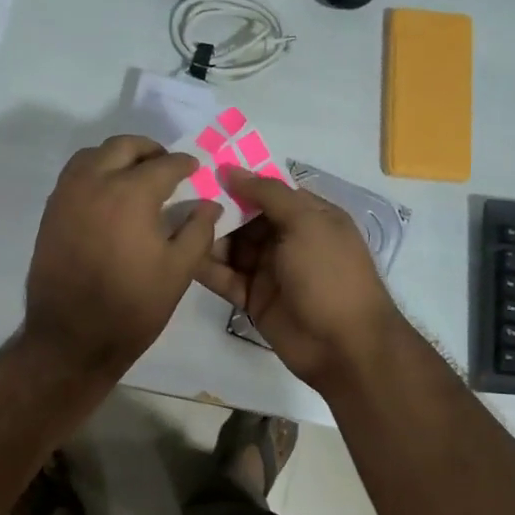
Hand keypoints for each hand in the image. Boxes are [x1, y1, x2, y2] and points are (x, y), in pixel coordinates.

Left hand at [23, 135, 221, 375]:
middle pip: (124, 147)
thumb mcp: (178, 272)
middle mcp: (94, 183)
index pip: (164, 164)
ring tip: (135, 176)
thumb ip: (198, 231)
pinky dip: (94, 173)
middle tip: (166, 166)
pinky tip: (108, 197)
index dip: (184, 164)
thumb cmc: (132, 306)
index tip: (194, 169)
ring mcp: (66, 196)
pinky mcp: (50, 213)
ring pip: (93, 155)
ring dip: (118, 157)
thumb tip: (209, 205)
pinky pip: (74, 176)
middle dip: (149, 150)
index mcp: (131, 194)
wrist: (72, 338)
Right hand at [195, 165, 402, 389]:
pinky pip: (225, 278)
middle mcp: (288, 239)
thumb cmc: (330, 274)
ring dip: (206, 238)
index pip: (268, 191)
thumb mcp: (306, 223)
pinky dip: (206, 268)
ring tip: (171, 225)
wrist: (343, 345)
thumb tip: (230, 169)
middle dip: (216, 209)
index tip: (200, 169)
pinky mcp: (253, 299)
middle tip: (176, 198)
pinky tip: (180, 256)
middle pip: (245, 218)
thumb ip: (268, 194)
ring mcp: (270, 271)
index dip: (238, 181)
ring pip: (231, 248)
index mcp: (309, 216)